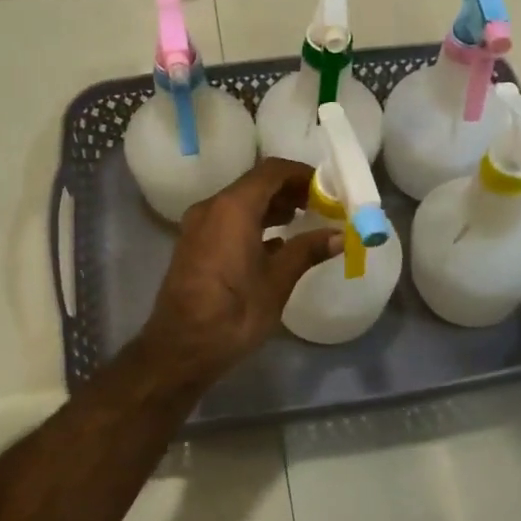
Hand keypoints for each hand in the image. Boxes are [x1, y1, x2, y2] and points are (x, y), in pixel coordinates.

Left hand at [140, 158, 342, 382]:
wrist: (181, 349)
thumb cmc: (234, 313)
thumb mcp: (277, 281)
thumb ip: (307, 251)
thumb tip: (340, 236)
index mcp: (233, 208)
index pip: (271, 171)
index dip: (301, 174)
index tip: (327, 188)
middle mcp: (212, 207)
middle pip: (255, 184)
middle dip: (288, 190)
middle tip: (320, 205)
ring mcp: (198, 225)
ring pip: (240, 202)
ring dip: (271, 206)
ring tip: (302, 221)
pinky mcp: (193, 244)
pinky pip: (227, 220)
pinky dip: (252, 222)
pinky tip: (275, 243)